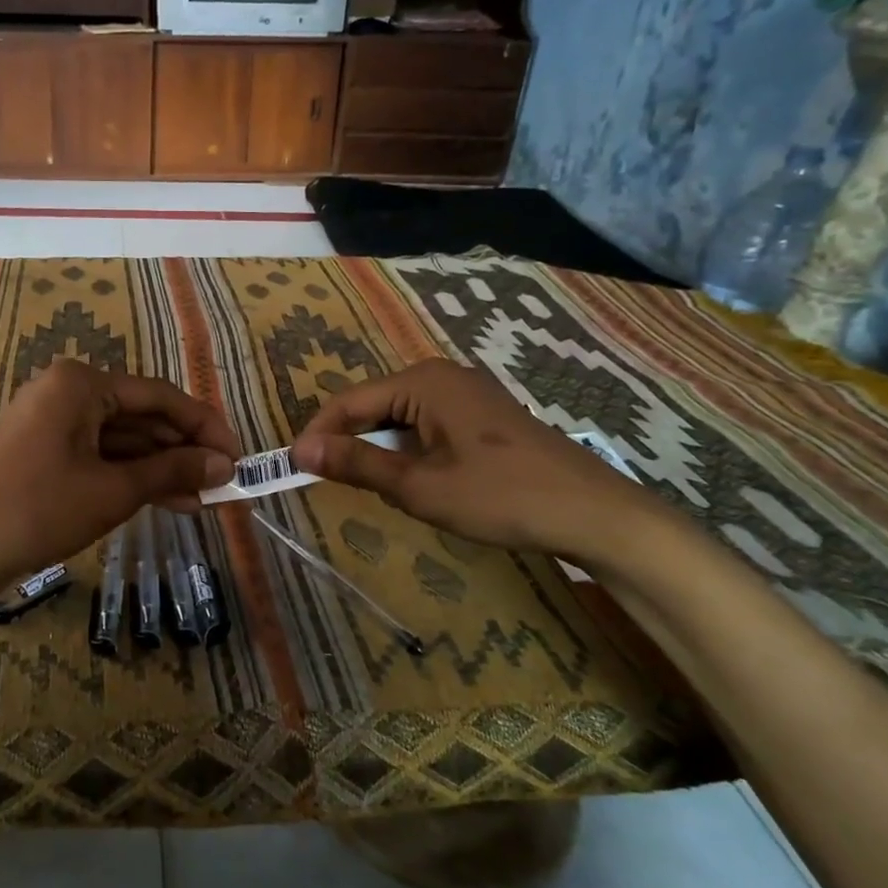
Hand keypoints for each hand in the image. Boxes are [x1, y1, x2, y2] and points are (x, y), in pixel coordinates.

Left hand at [0, 360, 240, 593]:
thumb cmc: (38, 509)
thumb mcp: (114, 490)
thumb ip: (172, 471)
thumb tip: (224, 466)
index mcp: (81, 384)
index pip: (160, 396)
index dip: (204, 427)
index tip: (237, 457)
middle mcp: (68, 392)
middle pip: (141, 417)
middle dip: (183, 451)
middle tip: (223, 483)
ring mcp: (54, 423)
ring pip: (122, 441)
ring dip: (161, 468)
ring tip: (203, 500)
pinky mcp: (46, 453)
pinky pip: (100, 457)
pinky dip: (131, 478)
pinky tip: (168, 501)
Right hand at [291, 360, 664, 561]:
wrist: (592, 512)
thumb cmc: (500, 496)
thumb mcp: (419, 485)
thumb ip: (357, 463)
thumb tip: (300, 449)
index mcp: (422, 382)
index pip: (348, 402)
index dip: (319, 435)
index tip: (294, 470)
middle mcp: (441, 375)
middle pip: (373, 406)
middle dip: (350, 443)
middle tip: (333, 485)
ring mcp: (466, 392)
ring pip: (400, 418)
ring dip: (381, 451)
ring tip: (378, 489)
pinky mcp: (483, 414)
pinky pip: (427, 425)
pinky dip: (410, 451)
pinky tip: (420, 482)